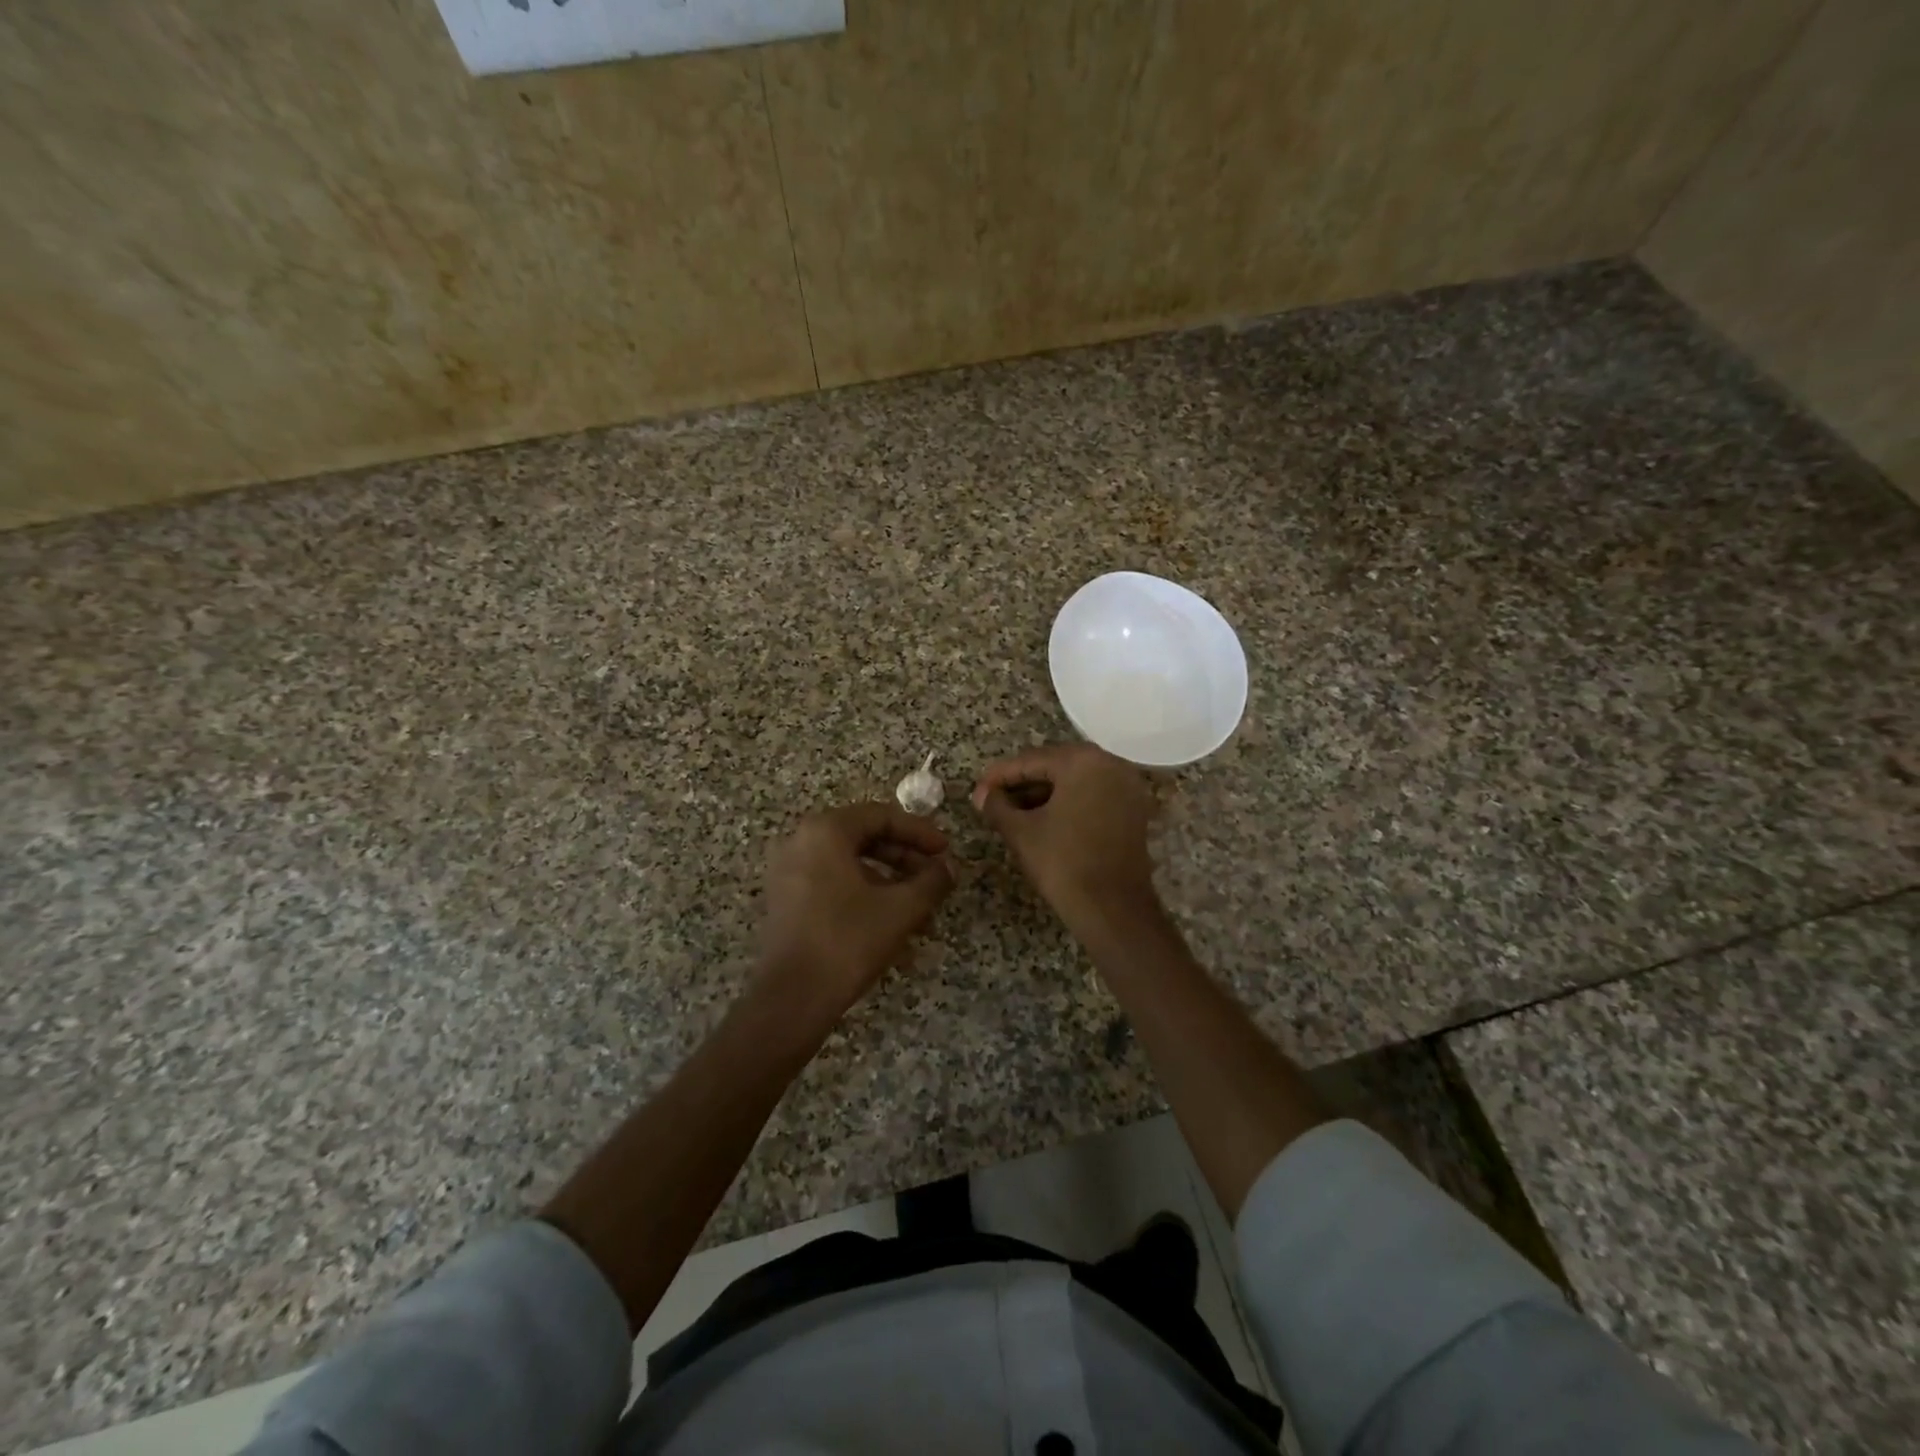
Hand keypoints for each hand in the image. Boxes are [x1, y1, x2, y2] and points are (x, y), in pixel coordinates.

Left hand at [757, 802, 954, 1021]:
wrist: (791, 999)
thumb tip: (950, 867)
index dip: (920, 833)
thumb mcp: (900, 909)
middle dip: (906, 861)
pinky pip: (834, 887)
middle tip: (936, 879)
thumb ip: (931, 881)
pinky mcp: (786, 902)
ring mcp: (789, 873)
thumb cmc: (848, 941)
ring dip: (890, 885)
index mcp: (825, 831)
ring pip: (851, 867)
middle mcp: (801, 842)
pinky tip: (894, 932)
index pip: (881, 816)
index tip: (946, 852)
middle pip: (865, 839)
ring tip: (922, 914)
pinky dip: (866, 899)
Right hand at [972, 743, 1158, 928]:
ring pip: (1075, 781)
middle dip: (1022, 783)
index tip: (977, 791)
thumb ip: (997, 806)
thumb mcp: (1021, 832)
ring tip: (1013, 811)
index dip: (999, 776)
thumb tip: (982, 795)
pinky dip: (1068, 803)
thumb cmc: (1063, 863)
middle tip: (993, 799)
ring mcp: (1127, 786)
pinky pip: (1093, 795)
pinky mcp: (1134, 809)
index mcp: (1082, 761)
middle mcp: (1110, 763)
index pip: (1031, 760)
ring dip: (1044, 793)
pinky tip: (1043, 818)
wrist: (1113, 909)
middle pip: (1055, 766)